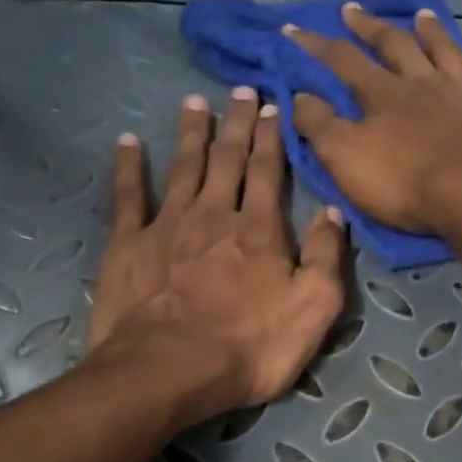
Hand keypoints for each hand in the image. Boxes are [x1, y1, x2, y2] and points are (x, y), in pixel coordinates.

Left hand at [90, 89, 346, 424]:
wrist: (170, 370)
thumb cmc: (251, 346)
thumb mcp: (314, 308)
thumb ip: (326, 256)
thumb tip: (333, 211)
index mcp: (260, 229)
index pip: (269, 171)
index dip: (272, 138)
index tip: (273, 106)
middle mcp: (214, 214)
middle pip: (227, 159)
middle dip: (236, 124)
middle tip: (241, 91)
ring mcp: (166, 225)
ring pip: (183, 167)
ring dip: (191, 133)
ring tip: (194, 102)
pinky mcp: (128, 244)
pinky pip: (127, 195)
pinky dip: (129, 167)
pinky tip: (128, 143)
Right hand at [286, 4, 461, 236]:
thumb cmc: (404, 183)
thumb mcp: (345, 158)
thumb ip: (319, 125)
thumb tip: (300, 95)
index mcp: (384, 94)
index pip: (343, 60)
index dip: (316, 45)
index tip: (293, 28)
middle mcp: (424, 84)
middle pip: (395, 46)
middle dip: (369, 27)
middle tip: (352, 9)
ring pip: (445, 54)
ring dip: (430, 33)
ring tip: (421, 16)